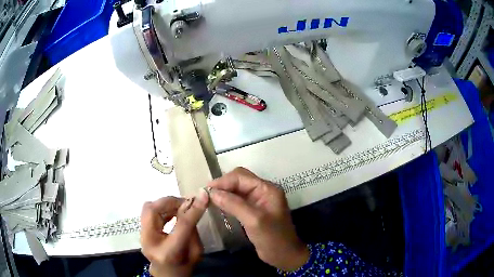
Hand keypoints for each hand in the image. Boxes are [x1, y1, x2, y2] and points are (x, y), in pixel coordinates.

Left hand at [140, 191, 208, 276]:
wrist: (166, 274)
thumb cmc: (184, 267)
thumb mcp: (196, 252)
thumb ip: (193, 229)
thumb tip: (194, 204)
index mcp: (169, 252)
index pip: (181, 225)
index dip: (192, 209)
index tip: (202, 195)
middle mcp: (149, 242)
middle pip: (153, 210)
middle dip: (171, 201)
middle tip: (186, 203)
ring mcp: (142, 235)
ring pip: (148, 208)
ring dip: (166, 204)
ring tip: (180, 207)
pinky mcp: (141, 230)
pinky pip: (148, 211)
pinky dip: (161, 208)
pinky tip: (171, 212)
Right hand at [208, 167, 308, 270]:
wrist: (284, 255)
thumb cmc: (273, 238)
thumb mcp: (254, 220)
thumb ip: (234, 204)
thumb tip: (212, 192)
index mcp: (267, 189)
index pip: (241, 177)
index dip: (223, 181)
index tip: (206, 190)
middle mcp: (262, 191)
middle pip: (239, 181)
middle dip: (222, 185)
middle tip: (206, 195)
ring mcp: (258, 201)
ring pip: (237, 190)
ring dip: (223, 193)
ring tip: (208, 199)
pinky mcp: (253, 211)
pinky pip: (237, 201)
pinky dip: (227, 201)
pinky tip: (217, 206)